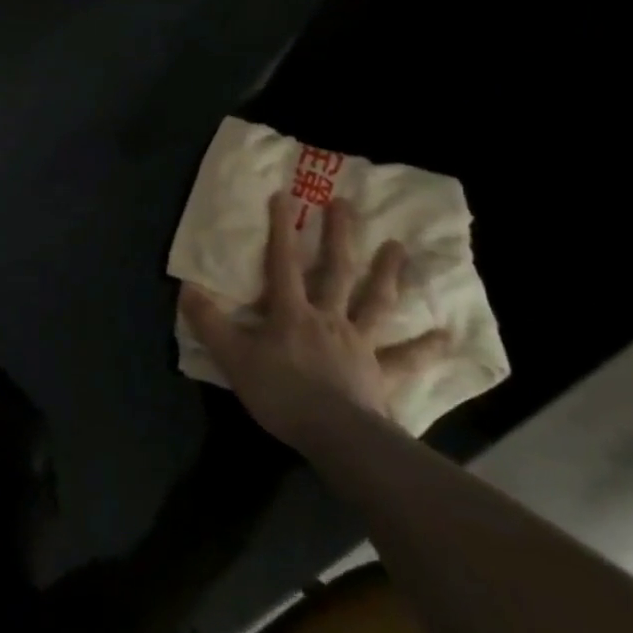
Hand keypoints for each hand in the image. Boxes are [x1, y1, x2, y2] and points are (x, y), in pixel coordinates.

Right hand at [180, 194, 445, 445]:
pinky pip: (406, 359)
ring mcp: (359, 345)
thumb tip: (185, 288)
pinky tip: (447, 336)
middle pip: (336, 271)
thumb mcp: (233, 357)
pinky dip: (426, 348)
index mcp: (292, 312)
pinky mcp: (381, 375)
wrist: (337, 437)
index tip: (284, 195)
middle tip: (347, 204)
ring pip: (376, 302)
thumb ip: (209, 322)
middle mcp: (328, 318)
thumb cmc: (282, 393)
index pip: (283, 263)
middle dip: (340, 236)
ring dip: (387, 274)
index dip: (281, 229)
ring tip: (399, 247)